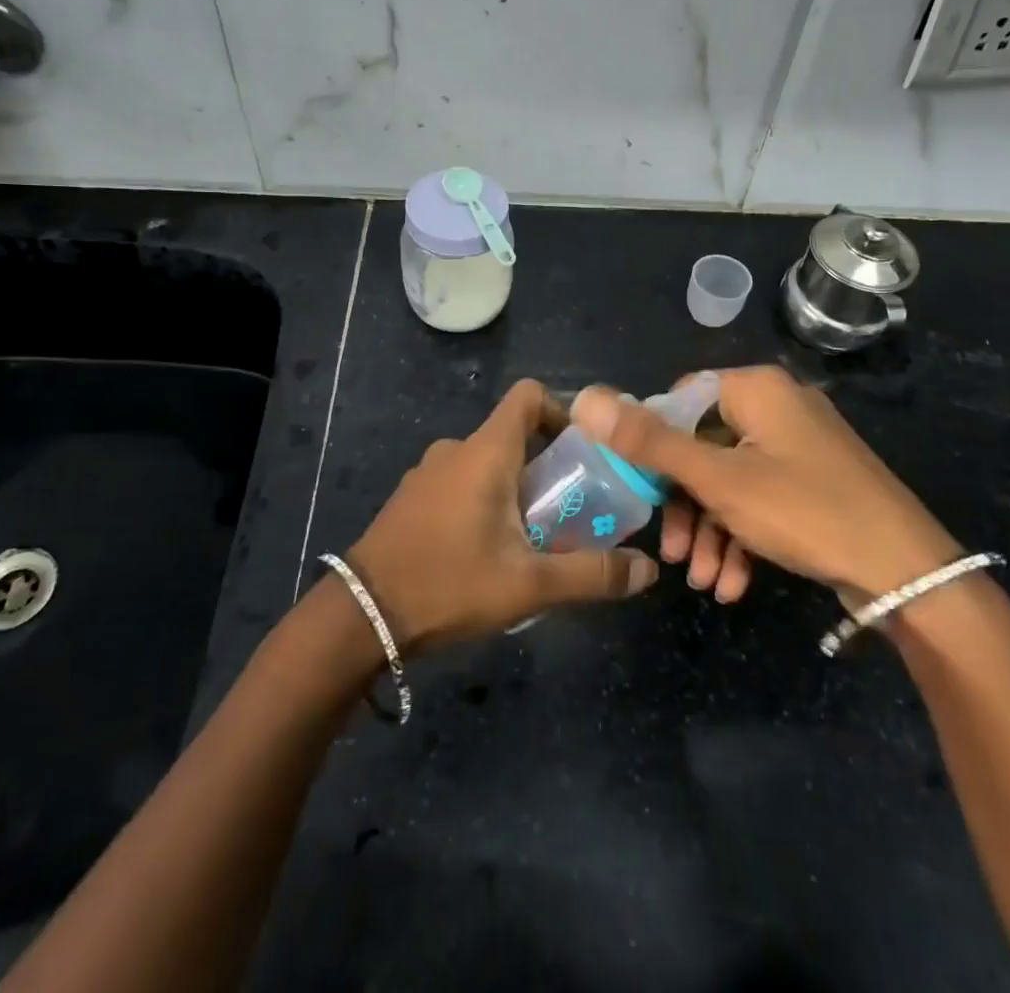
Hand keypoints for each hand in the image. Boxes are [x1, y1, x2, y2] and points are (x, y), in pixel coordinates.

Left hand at [347, 380, 658, 651]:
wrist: (361, 613)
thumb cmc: (449, 584)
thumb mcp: (529, 585)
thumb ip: (592, 574)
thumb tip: (647, 571)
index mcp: (486, 451)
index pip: (528, 395)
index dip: (562, 410)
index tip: (585, 450)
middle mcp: (456, 449)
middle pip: (514, 434)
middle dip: (548, 465)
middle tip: (574, 508)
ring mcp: (429, 472)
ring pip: (488, 462)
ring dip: (517, 487)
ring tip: (536, 537)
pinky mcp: (413, 497)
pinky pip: (462, 482)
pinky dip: (485, 500)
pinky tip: (490, 550)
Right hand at [570, 365, 958, 602]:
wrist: (908, 573)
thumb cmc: (806, 510)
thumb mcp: (718, 480)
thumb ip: (649, 442)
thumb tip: (584, 398)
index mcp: (755, 390)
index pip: (680, 400)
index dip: (653, 444)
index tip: (640, 491)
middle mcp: (776, 407)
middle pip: (703, 446)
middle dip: (684, 506)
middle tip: (672, 554)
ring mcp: (798, 446)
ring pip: (730, 480)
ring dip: (710, 531)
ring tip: (704, 582)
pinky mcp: (813, 481)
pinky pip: (761, 498)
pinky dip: (742, 536)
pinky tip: (733, 584)